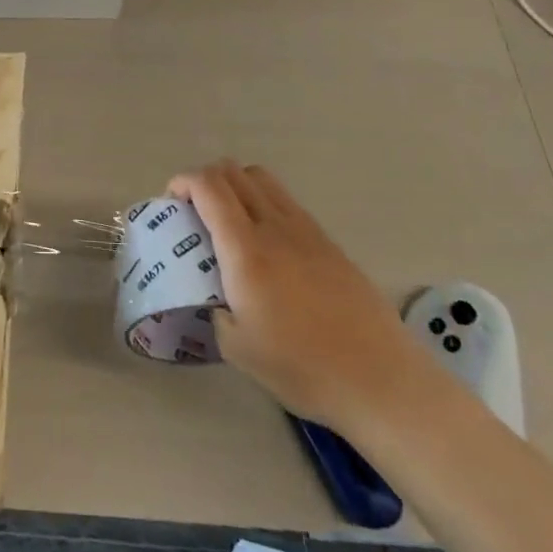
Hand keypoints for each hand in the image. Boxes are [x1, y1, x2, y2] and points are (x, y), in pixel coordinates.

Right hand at [171, 161, 452, 435]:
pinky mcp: (329, 242)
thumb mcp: (237, 347)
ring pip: (262, 179)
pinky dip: (263, 204)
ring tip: (228, 222)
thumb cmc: (302, 367)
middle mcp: (275, 227)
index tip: (171, 203)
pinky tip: (265, 244)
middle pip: (233, 171)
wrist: (381, 379)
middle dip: (204, 180)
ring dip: (235, 186)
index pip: (209, 186)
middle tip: (194, 212)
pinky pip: (286, 202)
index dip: (183, 182)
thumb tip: (215, 295)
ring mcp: (306, 230)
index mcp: (246, 249)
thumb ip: (215, 309)